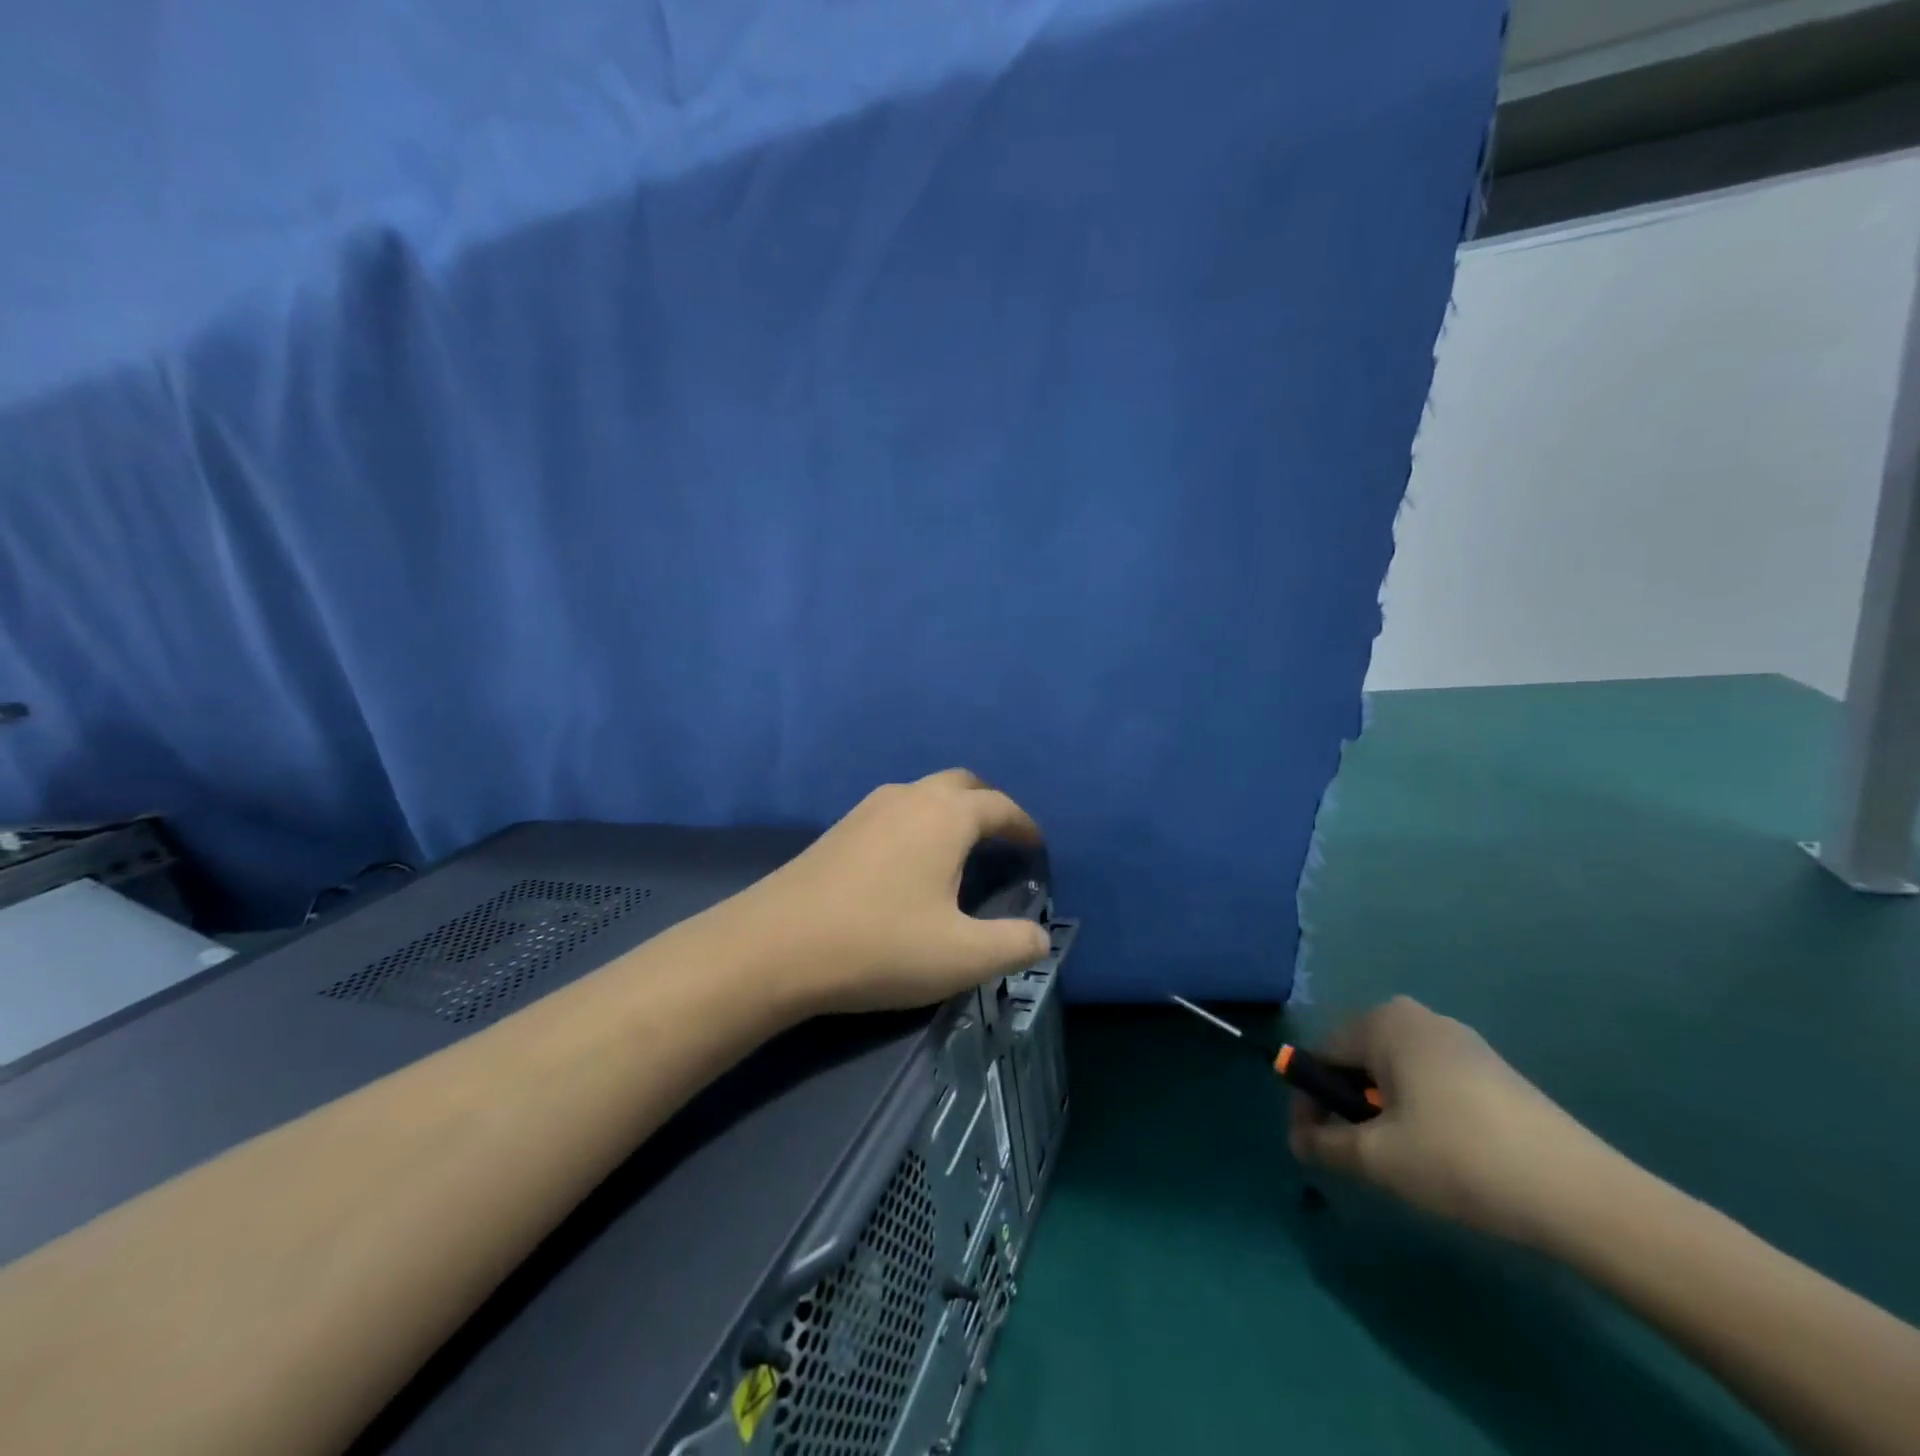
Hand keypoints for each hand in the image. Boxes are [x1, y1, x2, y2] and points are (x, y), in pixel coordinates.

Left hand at [734, 769, 1052, 1015]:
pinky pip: (895, 809)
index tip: (1036, 847)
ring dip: (951, 811)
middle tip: (1002, 839)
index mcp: (946, 817)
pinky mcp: (839, 828)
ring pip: (924, 793)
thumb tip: (1040, 937)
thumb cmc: (879, 945)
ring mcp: (868, 808)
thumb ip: (1013, 945)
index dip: (1024, 826)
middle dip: (989, 805)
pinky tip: (910, 861)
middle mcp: (909, 797)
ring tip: (960, 851)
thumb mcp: (961, 957)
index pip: (1000, 806)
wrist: (775, 946)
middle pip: (962, 784)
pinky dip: (919, 822)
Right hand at [1289, 997, 1617, 1248]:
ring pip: (1393, 1072)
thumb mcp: (1377, 1159)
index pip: (1321, 1055)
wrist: (1581, 1195)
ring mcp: (1459, 1041)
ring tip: (1395, 1160)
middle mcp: (1417, 1017)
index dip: (1308, 1102)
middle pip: (1357, 1059)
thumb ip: (1324, 1145)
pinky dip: (1416, 1111)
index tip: (1312, 1146)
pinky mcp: (1491, 1070)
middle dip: (1345, 1106)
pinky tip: (1439, 1154)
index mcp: (1383, 1021)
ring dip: (1380, 1111)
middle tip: (1353, 1156)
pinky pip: (1428, 1081)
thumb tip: (1300, 1142)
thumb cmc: (1460, 1159)